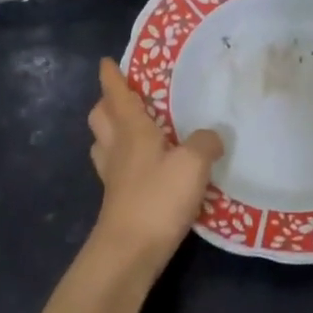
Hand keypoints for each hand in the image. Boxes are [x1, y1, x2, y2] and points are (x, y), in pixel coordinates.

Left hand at [87, 57, 224, 260]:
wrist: (130, 250)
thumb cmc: (158, 198)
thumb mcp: (193, 164)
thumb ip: (206, 143)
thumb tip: (212, 136)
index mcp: (132, 130)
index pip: (116, 95)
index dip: (111, 76)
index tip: (106, 62)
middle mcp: (117, 148)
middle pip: (100, 117)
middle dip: (106, 103)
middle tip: (123, 96)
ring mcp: (113, 176)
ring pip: (103, 143)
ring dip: (110, 130)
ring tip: (131, 128)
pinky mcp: (117, 199)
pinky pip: (115, 168)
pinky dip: (123, 159)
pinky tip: (143, 166)